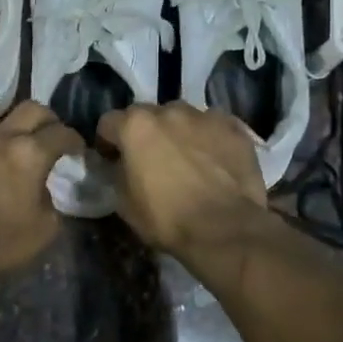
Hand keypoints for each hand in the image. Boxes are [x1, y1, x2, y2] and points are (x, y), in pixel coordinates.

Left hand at [0, 101, 84, 274]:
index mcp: (29, 154)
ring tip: (7, 157)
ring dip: (7, 136)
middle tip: (49, 138)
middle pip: (30, 109)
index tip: (77, 150)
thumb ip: (49, 201)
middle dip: (46, 120)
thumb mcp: (44, 230)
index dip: (74, 140)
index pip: (61, 133)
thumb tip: (40, 190)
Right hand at [96, 102, 268, 257]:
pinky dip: (210, 139)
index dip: (107, 142)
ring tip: (187, 158)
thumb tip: (122, 166)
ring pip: (183, 117)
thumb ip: (118, 173)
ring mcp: (205, 116)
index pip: (109, 122)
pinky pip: (214, 127)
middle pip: (148, 115)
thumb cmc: (167, 218)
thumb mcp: (125, 203)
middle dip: (145, 133)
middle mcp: (169, 111)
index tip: (112, 160)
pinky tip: (214, 161)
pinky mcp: (234, 128)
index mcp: (136, 126)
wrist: (225, 229)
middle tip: (151, 159)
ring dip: (179, 132)